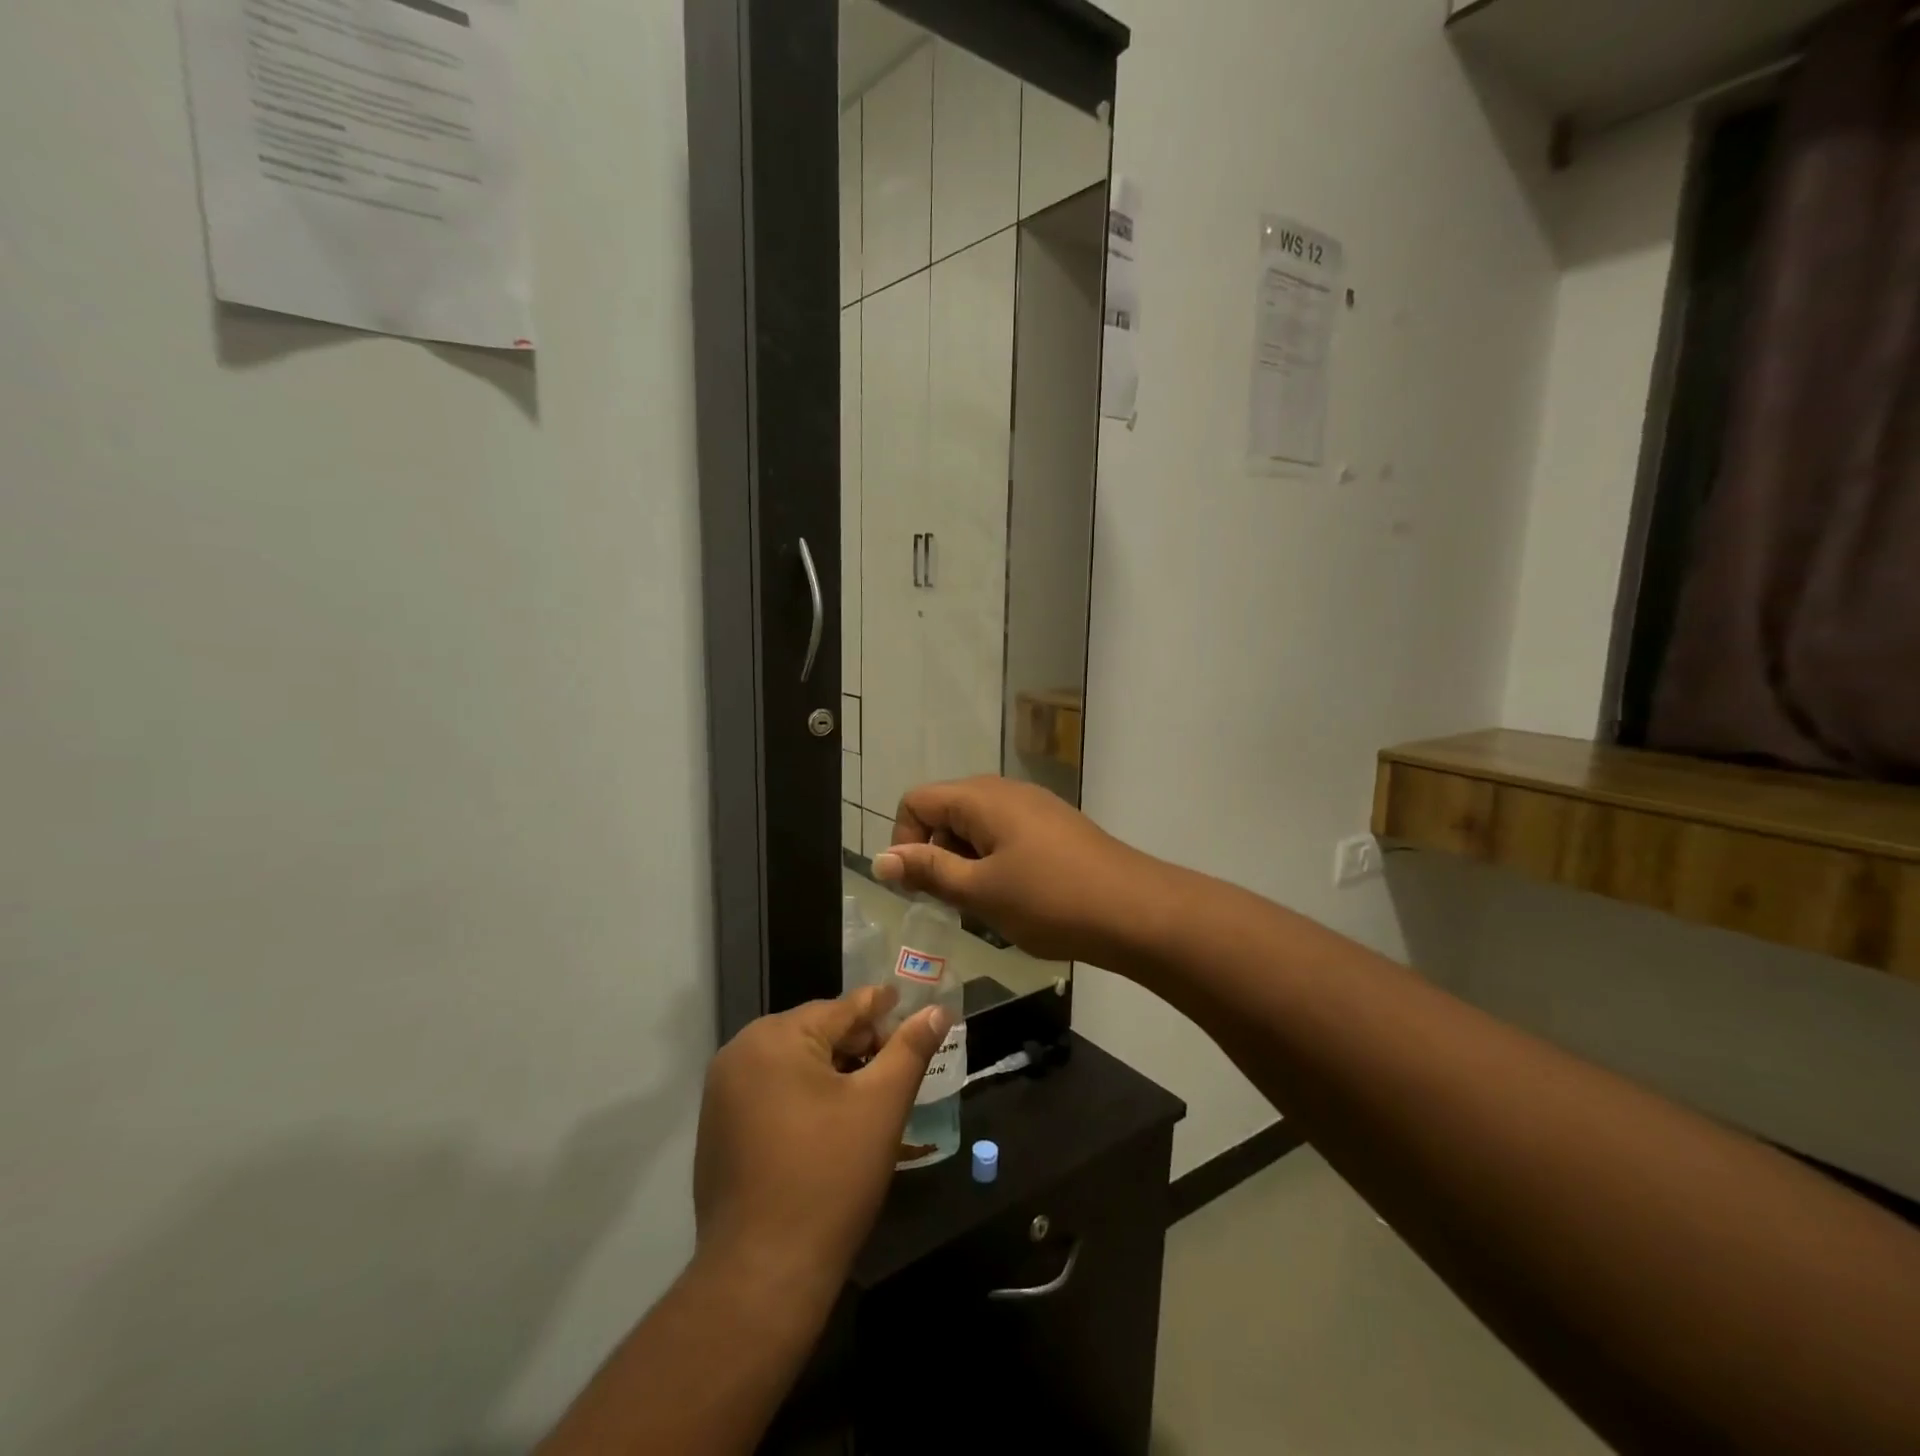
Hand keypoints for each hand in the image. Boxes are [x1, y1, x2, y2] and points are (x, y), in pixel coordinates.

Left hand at [693, 987, 947, 1290]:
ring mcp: (722, 1092)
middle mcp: (740, 1052)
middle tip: (897, 1064)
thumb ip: (911, 1049)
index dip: (882, 1009)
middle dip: (858, 1044)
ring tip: (871, 1092)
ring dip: (833, 1070)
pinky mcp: (717, 1128)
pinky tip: (831, 1122)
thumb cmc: (829, 1178)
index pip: (842, 1009)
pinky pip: (771, 1091)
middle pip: (815, 1032)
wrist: (762, 1276)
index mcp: (775, 1037)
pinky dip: (803, 1095)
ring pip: (793, 1063)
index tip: (910, 1007)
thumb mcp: (881, 1105)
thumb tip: (937, 1010)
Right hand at [872, 776, 1166, 964]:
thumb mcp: (980, 890)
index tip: (920, 886)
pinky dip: (995, 860)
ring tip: (987, 903)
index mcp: (980, 797)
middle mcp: (1004, 790)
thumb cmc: (1050, 900)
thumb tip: (881, 859)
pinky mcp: (1054, 825)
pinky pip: (1005, 834)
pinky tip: (1016, 895)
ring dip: (966, 861)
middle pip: (946, 810)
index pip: (916, 801)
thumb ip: (928, 871)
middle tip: (954, 900)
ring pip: (976, 825)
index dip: (905, 842)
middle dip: (936, 853)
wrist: (1135, 910)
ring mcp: (1033, 806)